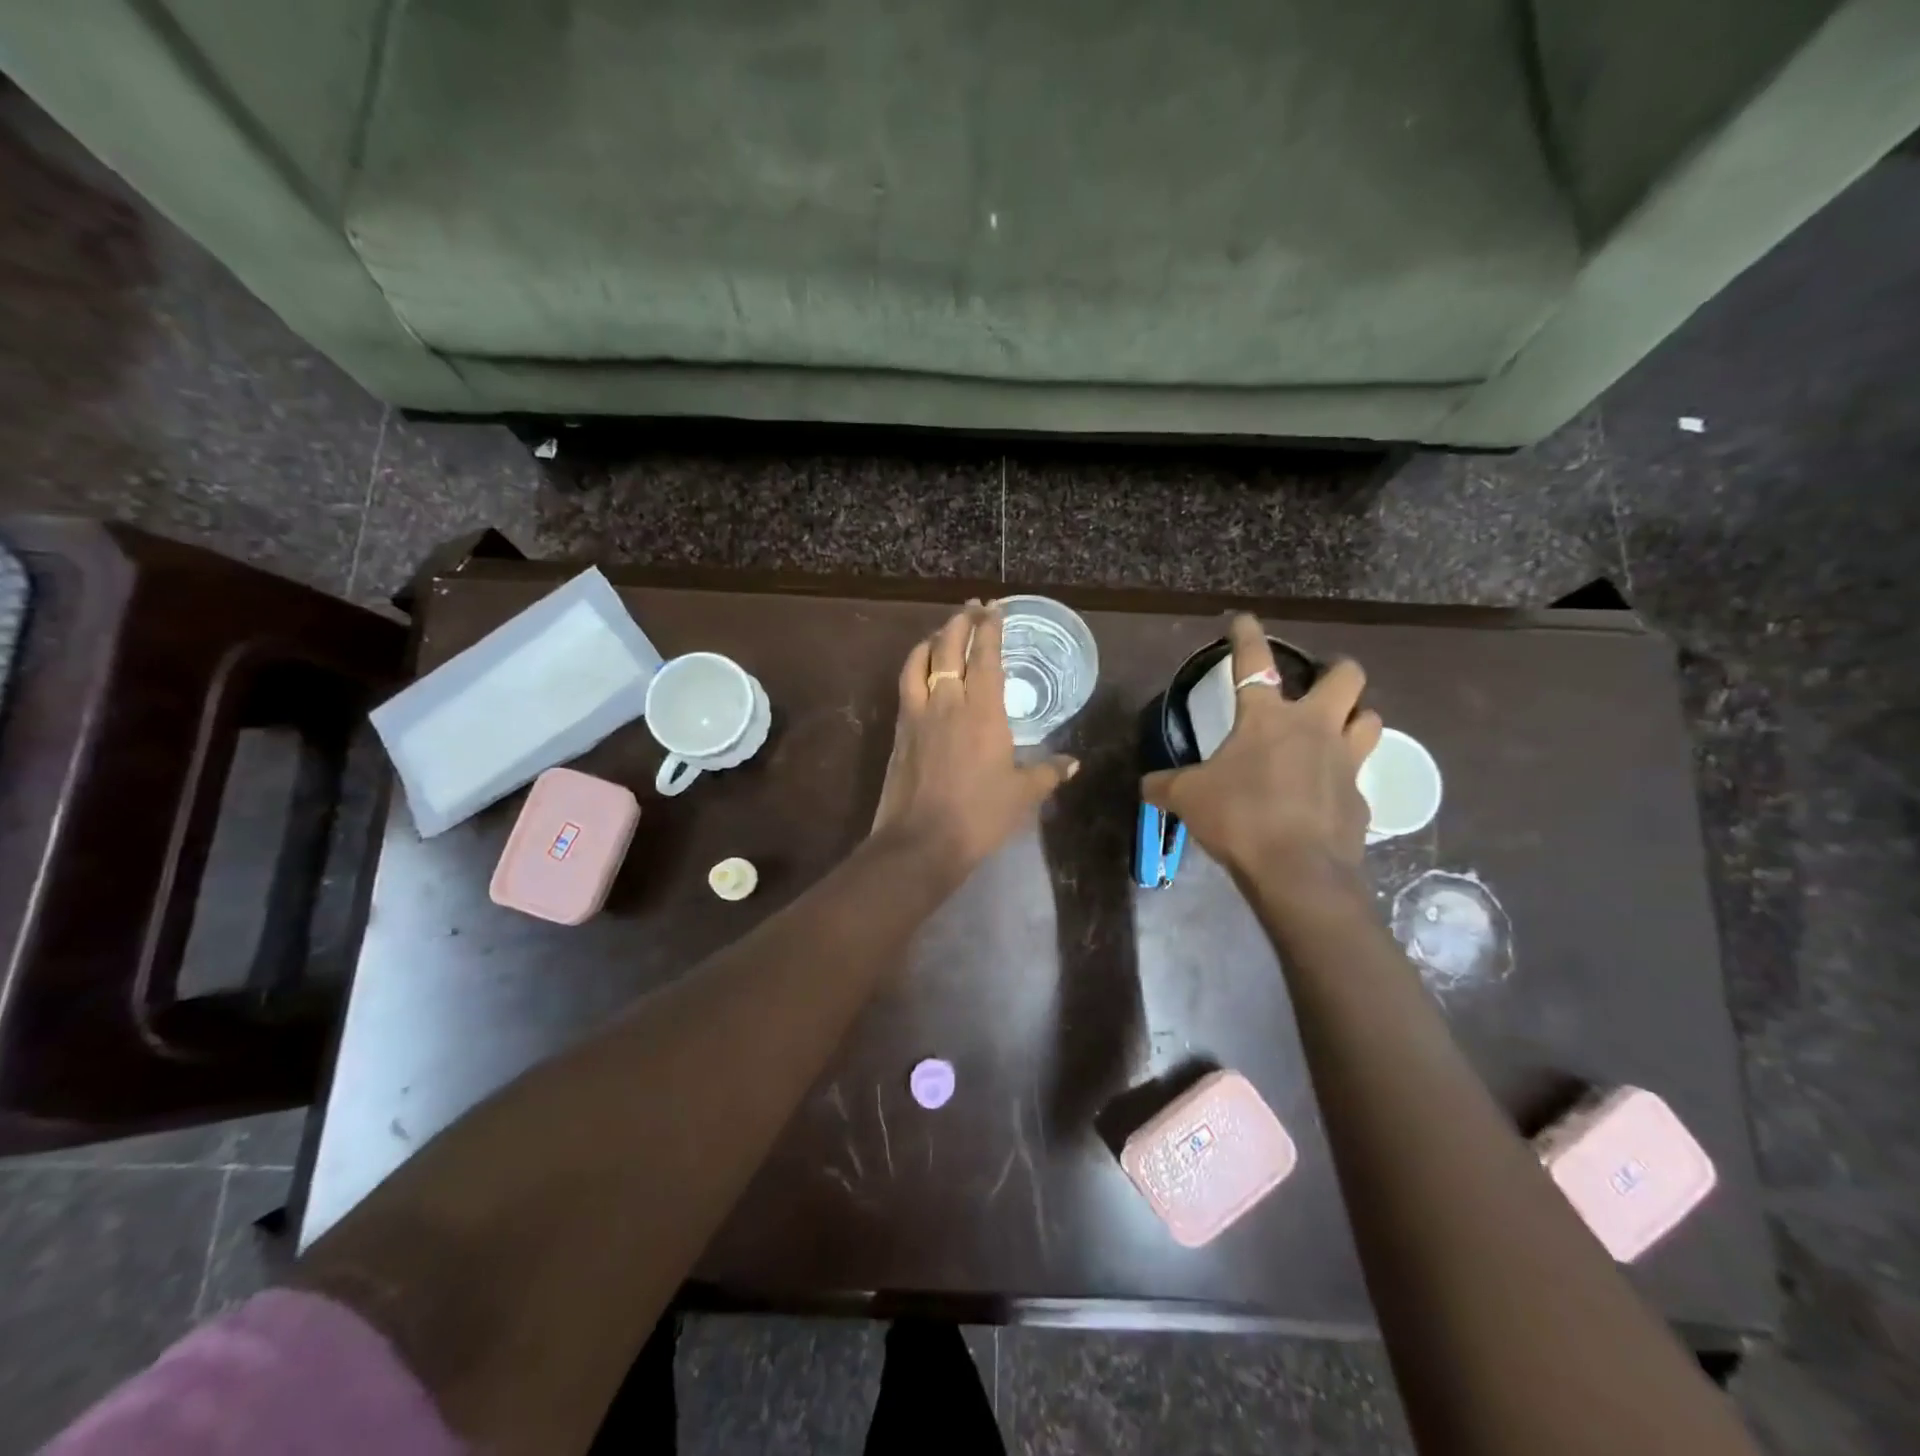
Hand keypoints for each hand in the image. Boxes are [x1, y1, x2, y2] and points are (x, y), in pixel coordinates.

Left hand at [872, 601, 1077, 876]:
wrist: (921, 841)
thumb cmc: (979, 816)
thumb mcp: (1023, 795)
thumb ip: (1048, 773)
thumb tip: (1072, 763)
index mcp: (982, 712)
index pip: (986, 658)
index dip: (990, 630)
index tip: (994, 609)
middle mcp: (947, 702)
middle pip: (949, 648)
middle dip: (960, 623)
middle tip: (971, 609)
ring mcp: (918, 715)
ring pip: (919, 661)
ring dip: (932, 640)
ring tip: (942, 633)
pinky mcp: (899, 732)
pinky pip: (906, 685)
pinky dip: (915, 667)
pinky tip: (921, 672)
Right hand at [1142, 614, 1381, 886]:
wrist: (1298, 870)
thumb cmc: (1240, 817)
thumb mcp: (1188, 798)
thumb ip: (1165, 785)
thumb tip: (1146, 785)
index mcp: (1267, 718)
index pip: (1254, 662)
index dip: (1246, 636)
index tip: (1244, 620)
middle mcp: (1314, 728)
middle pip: (1347, 676)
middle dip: (1336, 670)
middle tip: (1319, 681)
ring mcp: (1344, 762)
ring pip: (1369, 720)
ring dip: (1355, 718)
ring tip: (1336, 729)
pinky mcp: (1360, 800)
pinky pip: (1359, 778)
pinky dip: (1343, 779)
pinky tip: (1325, 794)